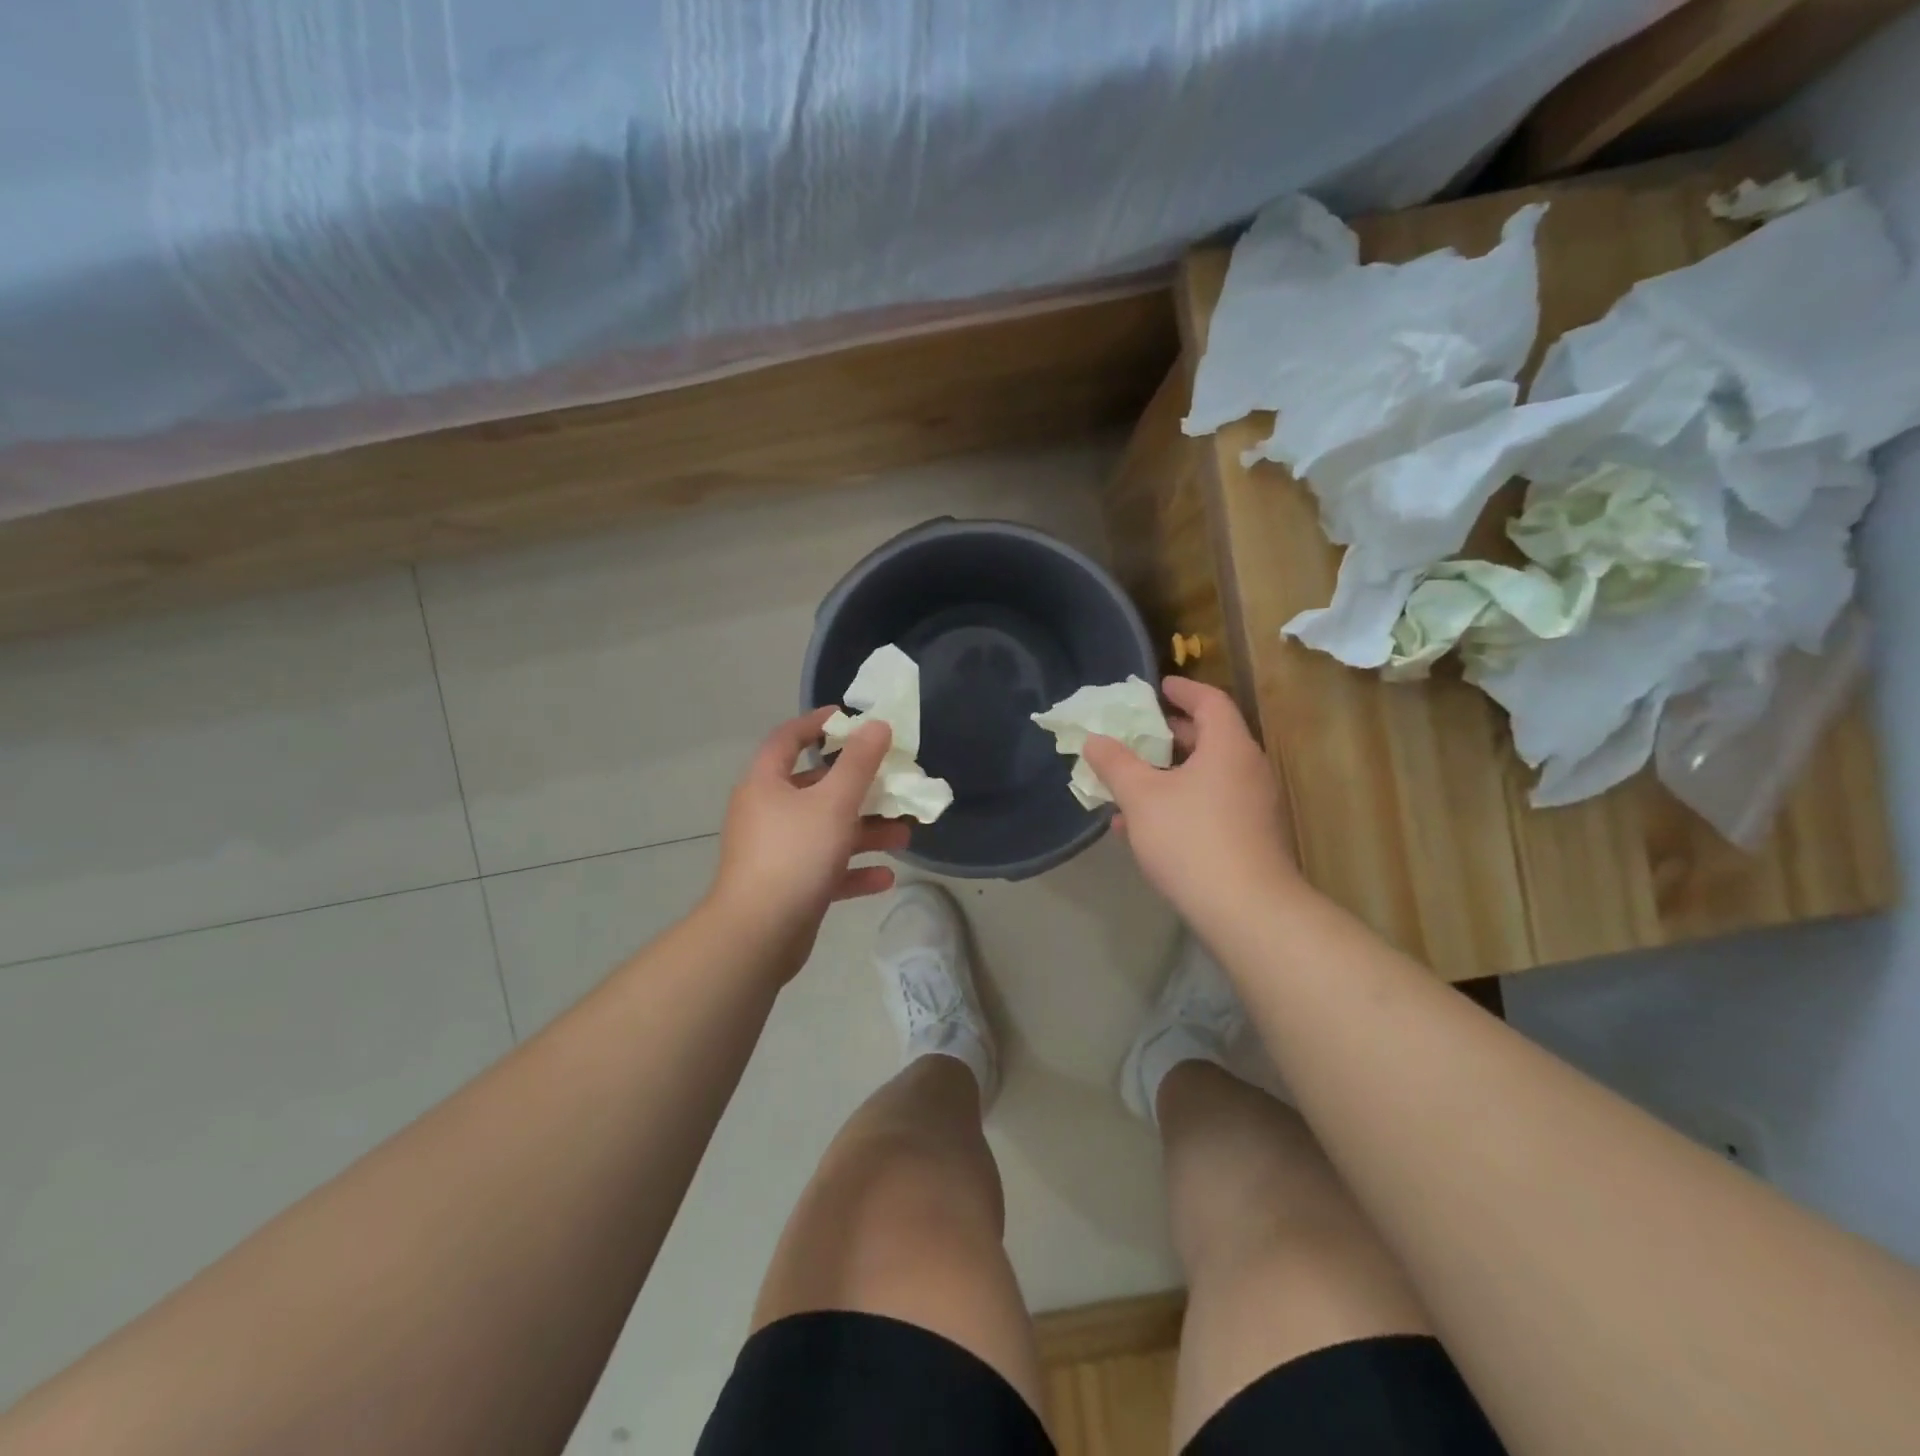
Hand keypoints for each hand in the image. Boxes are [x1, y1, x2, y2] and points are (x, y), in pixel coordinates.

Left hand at [705, 708, 911, 981]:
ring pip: (826, 831)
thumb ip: (859, 763)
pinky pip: (826, 870)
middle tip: (894, 784)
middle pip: (816, 788)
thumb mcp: (833, 802)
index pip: (789, 738)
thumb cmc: (794, 855)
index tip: (851, 718)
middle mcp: (767, 813)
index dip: (819, 723)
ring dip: (865, 831)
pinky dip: (853, 870)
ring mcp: (777, 852)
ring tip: (904, 835)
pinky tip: (885, 877)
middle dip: (859, 788)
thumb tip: (876, 725)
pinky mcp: (788, 887)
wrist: (758, 934)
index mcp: (766, 784)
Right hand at [1082, 677, 1298, 925]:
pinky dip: (1179, 803)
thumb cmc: (1191, 838)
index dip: (1184, 689)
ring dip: (1170, 774)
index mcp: (1228, 747)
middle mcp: (1248, 769)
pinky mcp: (1250, 837)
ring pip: (1207, 776)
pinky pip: (1210, 805)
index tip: (1160, 686)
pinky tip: (1142, 827)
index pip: (1210, 701)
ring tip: (1132, 780)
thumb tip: (1094, 739)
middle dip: (1172, 734)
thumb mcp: (1141, 797)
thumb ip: (1115, 764)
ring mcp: (1253, 806)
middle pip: (1211, 738)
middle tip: (1141, 732)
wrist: (1245, 910)